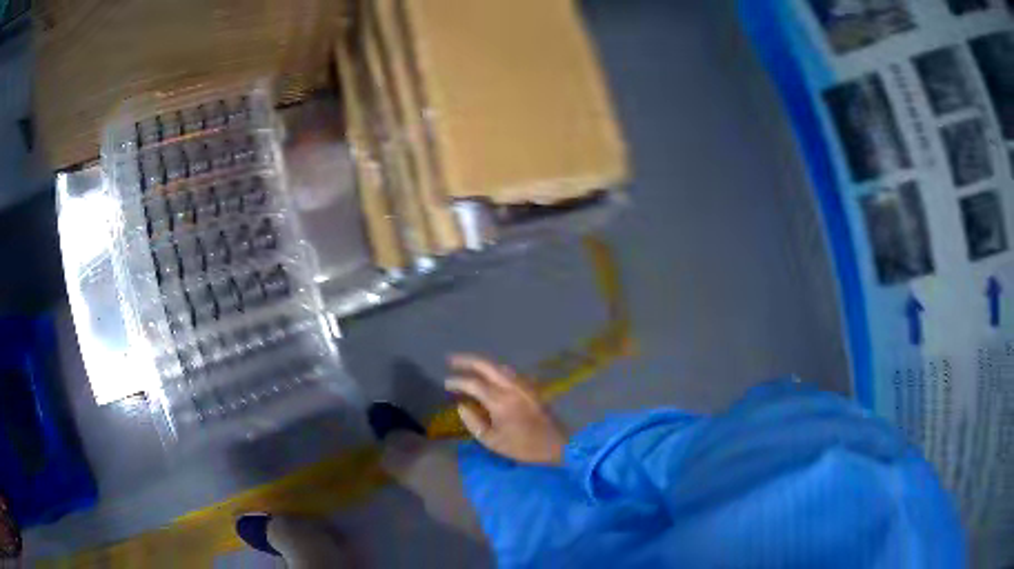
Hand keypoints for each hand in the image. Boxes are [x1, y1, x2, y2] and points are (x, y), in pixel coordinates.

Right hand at [445, 354, 567, 464]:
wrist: (557, 444)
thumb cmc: (523, 447)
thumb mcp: (492, 441)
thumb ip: (473, 422)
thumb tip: (461, 406)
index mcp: (500, 401)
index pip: (473, 384)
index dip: (457, 382)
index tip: (446, 383)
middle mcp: (512, 387)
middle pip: (486, 365)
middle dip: (467, 360)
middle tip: (451, 360)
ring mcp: (523, 384)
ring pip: (498, 366)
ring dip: (481, 363)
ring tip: (467, 366)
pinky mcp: (531, 387)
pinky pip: (509, 372)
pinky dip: (494, 369)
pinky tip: (488, 375)